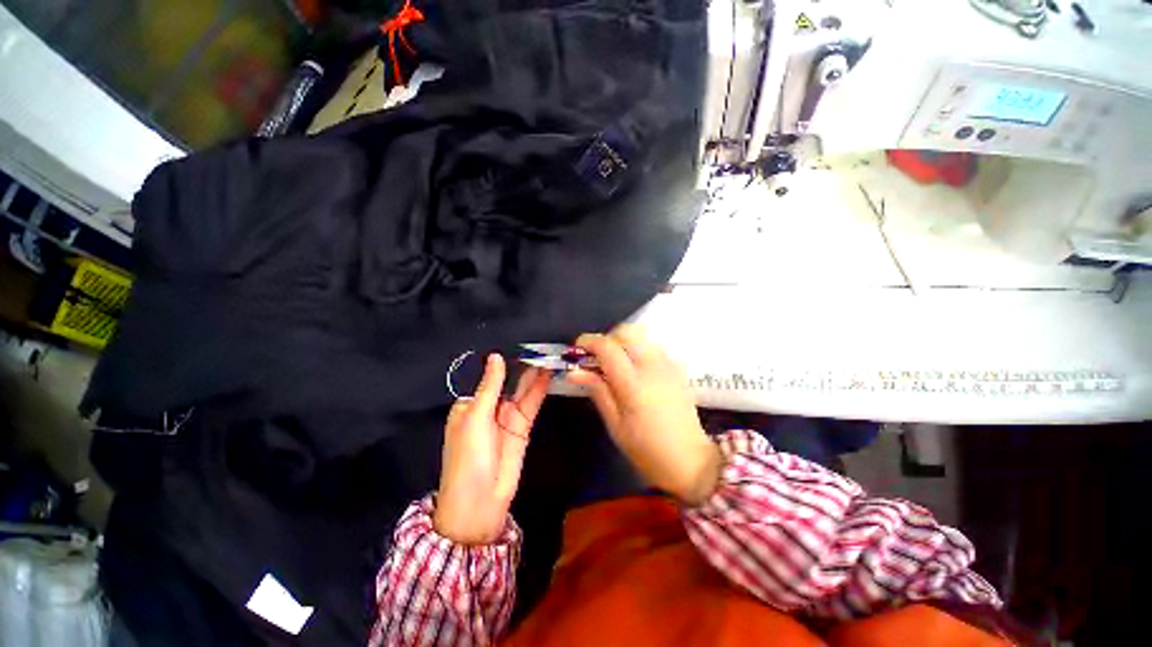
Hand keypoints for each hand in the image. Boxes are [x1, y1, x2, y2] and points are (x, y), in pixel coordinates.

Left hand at [434, 354, 550, 543]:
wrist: (480, 503)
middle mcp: (489, 408)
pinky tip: (548, 375)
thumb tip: (495, 356)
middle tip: (540, 346)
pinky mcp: (522, 428)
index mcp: (470, 405)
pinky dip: (540, 390)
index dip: (503, 361)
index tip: (519, 341)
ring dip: (534, 375)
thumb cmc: (468, 457)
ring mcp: (507, 418)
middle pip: (508, 382)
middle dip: (522, 366)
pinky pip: (531, 404)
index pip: (488, 376)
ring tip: (548, 356)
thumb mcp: (475, 418)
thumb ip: (490, 386)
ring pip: (522, 391)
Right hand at [568, 325, 721, 505]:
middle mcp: (653, 366)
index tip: (577, 350)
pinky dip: (638, 351)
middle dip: (608, 339)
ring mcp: (669, 365)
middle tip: (598, 358)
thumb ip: (597, 391)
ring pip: (641, 337)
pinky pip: (653, 347)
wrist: (691, 461)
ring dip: (623, 344)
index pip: (607, 347)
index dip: (588, 342)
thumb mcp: (615, 425)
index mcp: (634, 383)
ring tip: (615, 367)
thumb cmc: (647, 450)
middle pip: (627, 331)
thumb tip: (575, 371)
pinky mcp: (678, 368)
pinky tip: (635, 373)